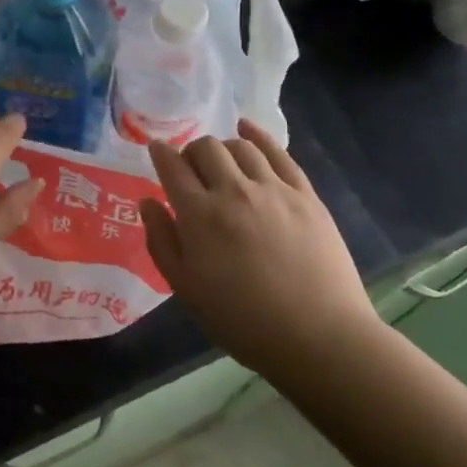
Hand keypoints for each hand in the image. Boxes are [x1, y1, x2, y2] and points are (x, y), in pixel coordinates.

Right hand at [140, 119, 377, 375]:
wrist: (318, 338)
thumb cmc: (243, 321)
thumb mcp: (187, 289)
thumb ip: (162, 241)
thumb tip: (148, 202)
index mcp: (199, 215)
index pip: (172, 166)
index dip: (160, 153)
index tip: (156, 149)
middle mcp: (233, 190)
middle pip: (205, 147)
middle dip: (191, 152)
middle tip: (192, 171)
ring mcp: (273, 188)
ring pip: (240, 146)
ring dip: (223, 148)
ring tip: (222, 163)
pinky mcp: (304, 194)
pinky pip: (278, 152)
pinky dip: (258, 135)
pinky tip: (248, 129)